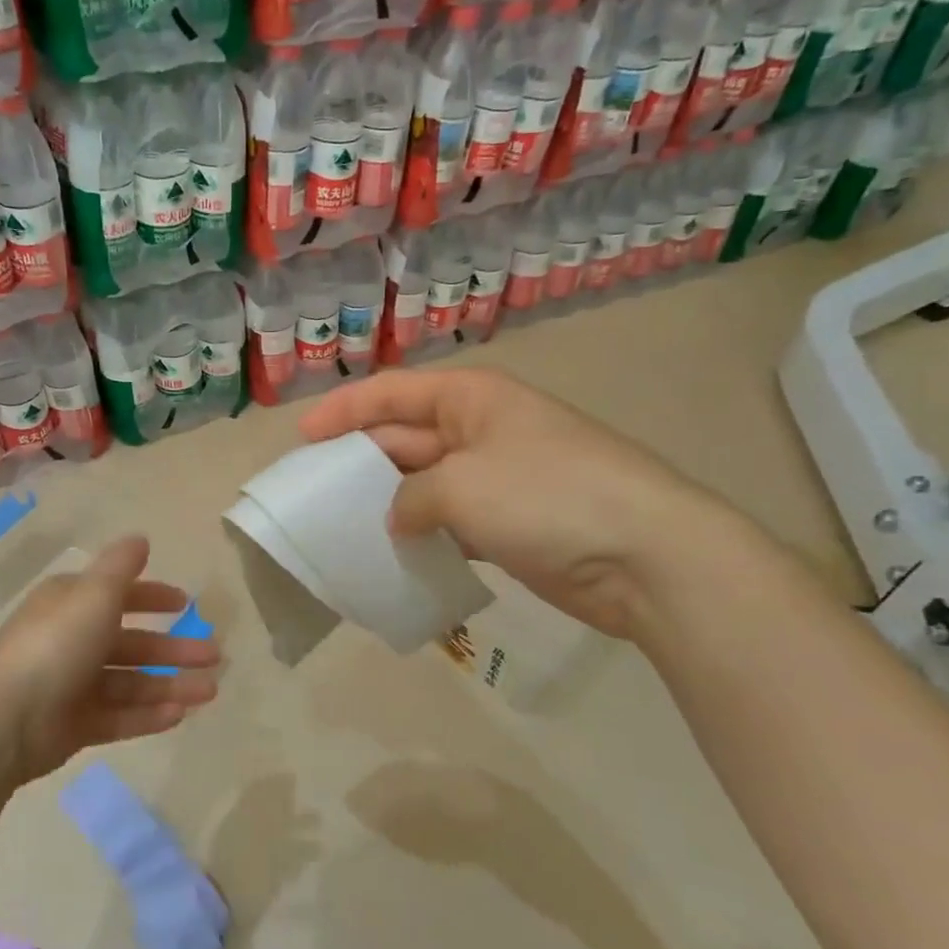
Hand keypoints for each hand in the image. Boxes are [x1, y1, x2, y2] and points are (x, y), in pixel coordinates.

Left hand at [0, 536, 220, 786]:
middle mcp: (72, 642)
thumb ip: (121, 567)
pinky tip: (180, 715)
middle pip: (132, 643)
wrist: (4, 719)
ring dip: (170, 685)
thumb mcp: (94, 594)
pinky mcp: (74, 726)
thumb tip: (141, 538)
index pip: (118, 596)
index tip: (186, 604)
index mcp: (72, 605)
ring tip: (209, 691)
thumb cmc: (55, 645)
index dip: (152, 597)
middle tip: (214, 656)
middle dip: (174, 648)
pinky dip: (148, 715)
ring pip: (131, 683)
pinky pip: (119, 717)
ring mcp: (72, 687)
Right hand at [300, 369, 746, 639]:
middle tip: (313, 489)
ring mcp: (499, 477)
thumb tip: (400, 516)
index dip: (344, 410)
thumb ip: (410, 496)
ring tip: (342, 524)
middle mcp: (482, 430)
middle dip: (359, 458)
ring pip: (425, 483)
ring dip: (388, 500)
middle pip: (405, 436)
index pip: (393, 392)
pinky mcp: (511, 523)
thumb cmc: (546, 497)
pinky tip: (392, 554)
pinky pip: (450, 521)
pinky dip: (421, 534)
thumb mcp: (460, 486)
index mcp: (471, 399)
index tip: (302, 437)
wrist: (646, 556)